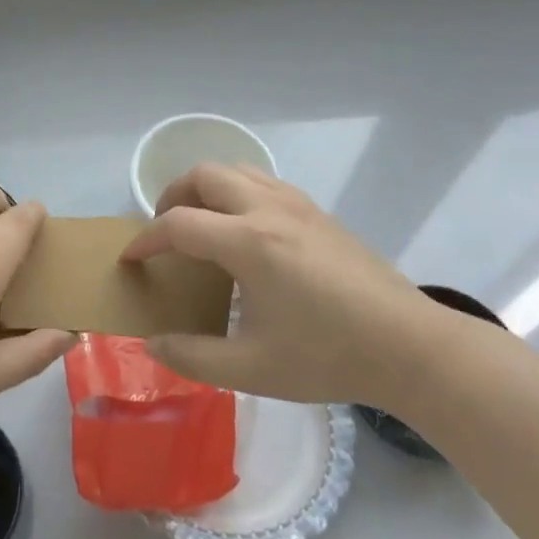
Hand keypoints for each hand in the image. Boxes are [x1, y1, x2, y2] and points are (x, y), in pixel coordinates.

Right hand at [122, 165, 450, 408]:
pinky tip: (246, 231)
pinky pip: (264, 181)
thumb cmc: (327, 356)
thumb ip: (193, 356)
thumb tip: (153, 344)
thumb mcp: (252, 369)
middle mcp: (268, 209)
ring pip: (237, 169)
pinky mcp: (319, 212)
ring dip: (207, 188)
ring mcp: (298, 205)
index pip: (178, 224)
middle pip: (205, 175)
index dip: (145, 239)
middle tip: (165, 231)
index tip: (131, 259)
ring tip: (201, 223)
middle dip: (173, 196)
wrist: (408, 346)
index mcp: (248, 243)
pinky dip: (237, 191)